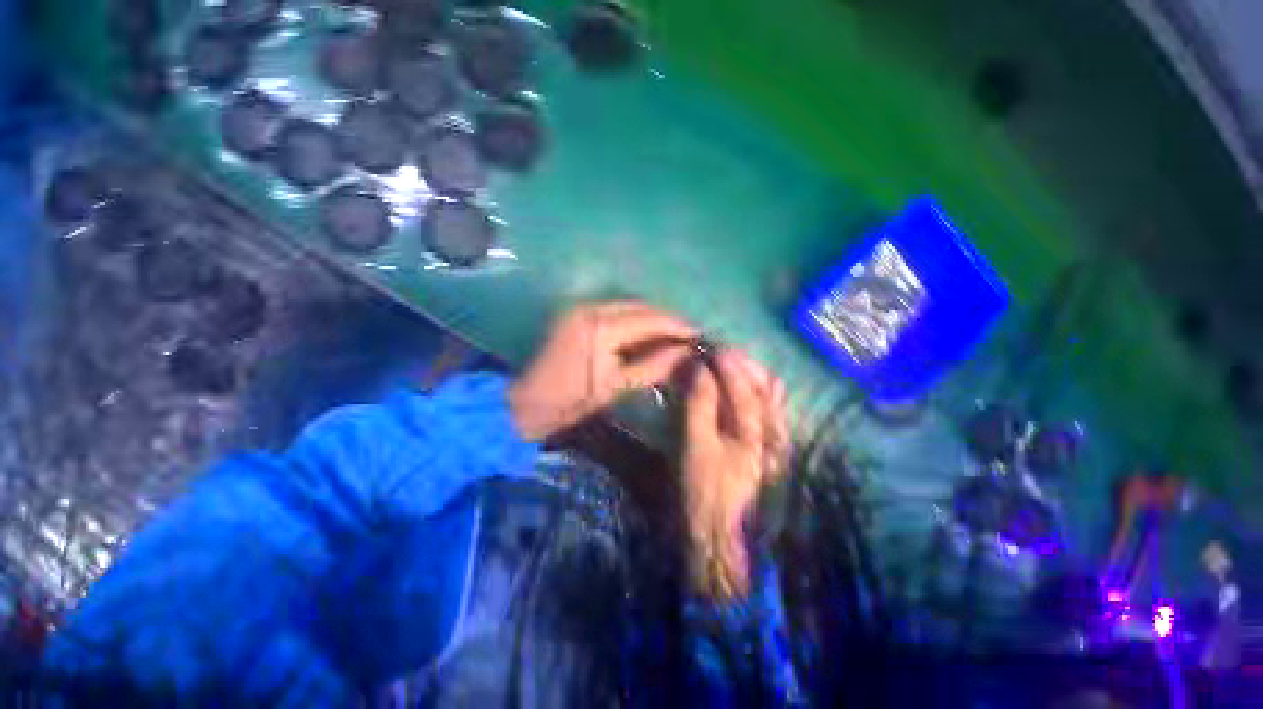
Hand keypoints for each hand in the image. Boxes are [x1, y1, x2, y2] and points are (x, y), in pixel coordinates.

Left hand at [509, 301, 696, 439]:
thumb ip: (653, 366)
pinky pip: (614, 310)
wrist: (526, 401)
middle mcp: (592, 308)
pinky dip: (634, 320)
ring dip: (651, 319)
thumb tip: (685, 353)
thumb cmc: (570, 401)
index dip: (677, 326)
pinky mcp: (576, 313)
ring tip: (672, 335)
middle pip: (641, 306)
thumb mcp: (615, 387)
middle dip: (667, 319)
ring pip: (628, 306)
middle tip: (688, 335)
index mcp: (601, 328)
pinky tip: (647, 334)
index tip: (699, 334)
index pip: (650, 319)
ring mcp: (581, 308)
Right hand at [682, 350, 787, 600]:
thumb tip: (699, 370)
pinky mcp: (768, 443)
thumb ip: (699, 405)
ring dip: (746, 373)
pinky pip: (765, 407)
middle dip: (739, 363)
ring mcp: (775, 438)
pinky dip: (750, 389)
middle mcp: (775, 431)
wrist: (718, 534)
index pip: (744, 387)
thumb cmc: (703, 490)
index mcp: (758, 434)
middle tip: (713, 352)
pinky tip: (733, 386)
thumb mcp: (695, 447)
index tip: (706, 348)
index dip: (724, 364)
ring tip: (723, 362)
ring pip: (768, 393)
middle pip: (764, 384)